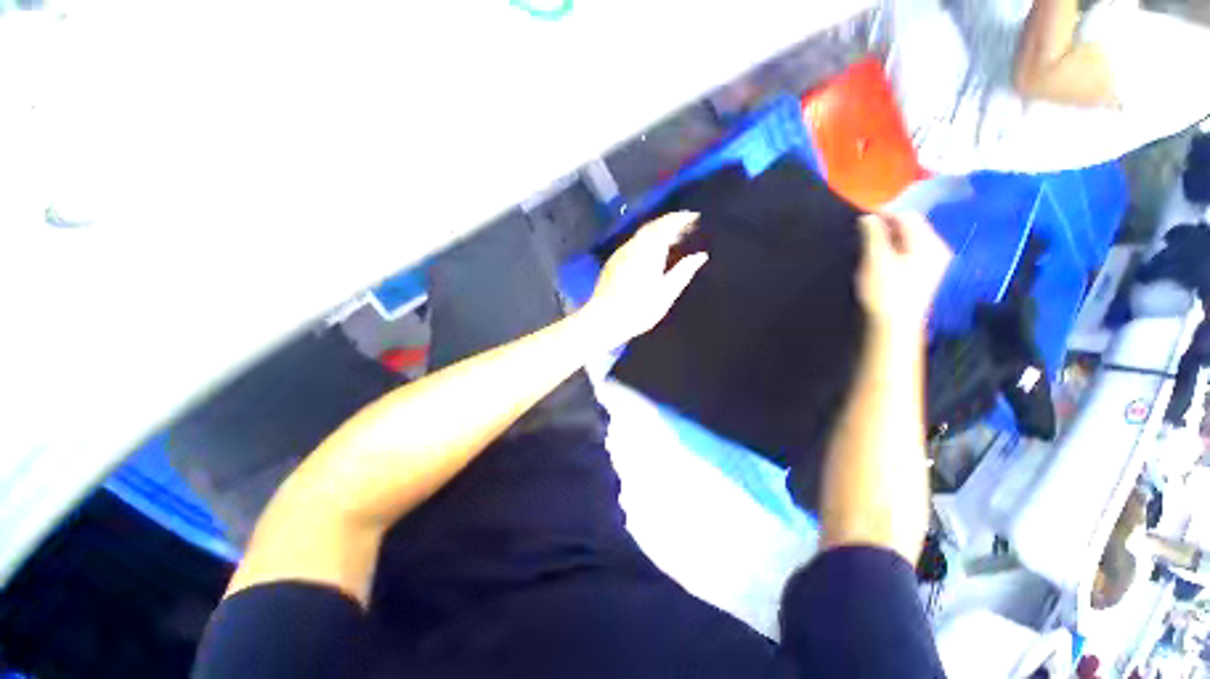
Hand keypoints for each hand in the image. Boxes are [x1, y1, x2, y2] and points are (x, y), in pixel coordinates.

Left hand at [582, 211, 707, 347]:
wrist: (605, 319)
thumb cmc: (639, 308)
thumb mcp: (666, 293)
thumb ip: (684, 272)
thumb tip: (701, 256)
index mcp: (648, 250)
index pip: (666, 225)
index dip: (681, 218)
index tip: (695, 216)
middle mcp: (633, 246)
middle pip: (653, 226)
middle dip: (670, 222)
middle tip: (686, 225)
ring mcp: (621, 253)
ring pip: (641, 234)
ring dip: (658, 231)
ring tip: (673, 238)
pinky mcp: (613, 262)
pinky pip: (634, 243)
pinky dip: (647, 241)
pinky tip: (652, 251)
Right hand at [856, 213, 951, 328]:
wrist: (892, 327)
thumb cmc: (884, 292)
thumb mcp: (875, 260)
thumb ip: (872, 234)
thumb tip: (868, 216)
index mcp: (929, 243)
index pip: (908, 216)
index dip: (885, 214)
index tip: (861, 220)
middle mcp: (937, 250)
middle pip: (911, 228)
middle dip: (887, 227)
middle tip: (863, 234)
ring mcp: (932, 265)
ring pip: (909, 241)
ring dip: (888, 240)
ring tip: (868, 247)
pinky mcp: (923, 277)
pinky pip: (909, 254)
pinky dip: (893, 251)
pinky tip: (879, 261)